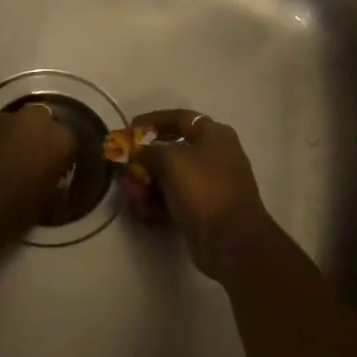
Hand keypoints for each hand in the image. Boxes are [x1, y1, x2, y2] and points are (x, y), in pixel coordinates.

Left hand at [0, 106, 78, 246]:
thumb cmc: (16, 211)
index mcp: (59, 138)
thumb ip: (57, 186)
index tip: (59, 169)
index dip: (64, 154)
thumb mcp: (49, 203)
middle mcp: (33, 121)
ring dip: (17, 136)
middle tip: (36, 159)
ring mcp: (2, 121)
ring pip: (17, 123)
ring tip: (11, 161)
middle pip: (44, 120)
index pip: (70, 138)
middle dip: (41, 136)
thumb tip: (56, 184)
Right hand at [117, 109, 279, 282]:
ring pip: (171, 176)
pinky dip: (158, 201)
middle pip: (172, 149)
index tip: (129, 128)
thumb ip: (148, 151)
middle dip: (145, 159)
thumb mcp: (170, 160)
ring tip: (131, 194)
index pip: (179, 118)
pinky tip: (143, 210)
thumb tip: (136, 151)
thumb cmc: (202, 188)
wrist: (231, 238)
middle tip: (125, 167)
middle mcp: (214, 155)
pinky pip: (175, 198)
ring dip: (147, 183)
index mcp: (213, 134)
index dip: (152, 120)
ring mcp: (210, 183)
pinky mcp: (203, 208)